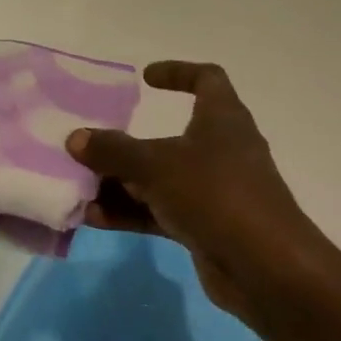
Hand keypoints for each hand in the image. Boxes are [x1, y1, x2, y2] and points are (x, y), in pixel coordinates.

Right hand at [66, 61, 334, 328]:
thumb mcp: (157, 166)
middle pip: (171, 137)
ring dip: (123, 183)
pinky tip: (94, 220)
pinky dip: (132, 213)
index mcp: (223, 119)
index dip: (178, 72)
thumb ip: (114, 151)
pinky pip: (161, 212)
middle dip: (128, 144)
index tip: (145, 78)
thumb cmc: (216, 194)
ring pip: (161, 179)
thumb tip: (76, 138)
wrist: (265, 267)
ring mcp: (215, 191)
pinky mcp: (206, 226)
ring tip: (80, 188)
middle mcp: (222, 150)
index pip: (207, 79)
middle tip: (91, 147)